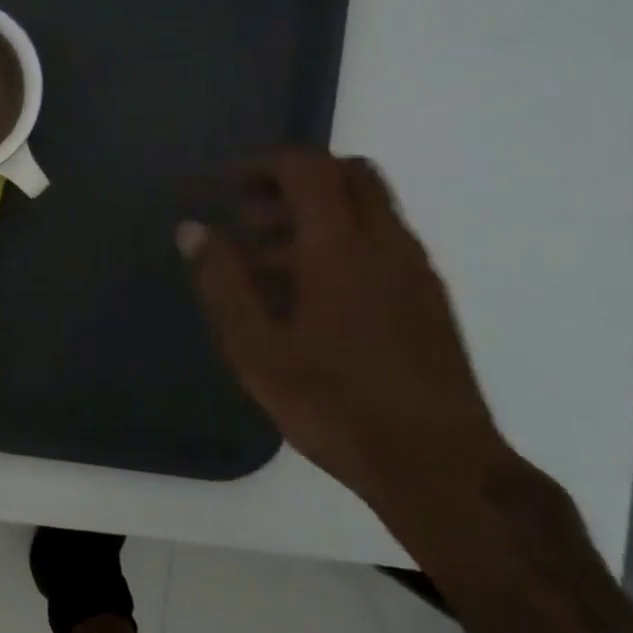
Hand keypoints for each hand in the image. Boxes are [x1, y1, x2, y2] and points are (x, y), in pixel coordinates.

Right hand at [178, 149, 507, 513]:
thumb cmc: (336, 407)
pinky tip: (308, 295)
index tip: (226, 186)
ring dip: (315, 214)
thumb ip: (223, 283)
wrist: (440, 468)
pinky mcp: (429, 298)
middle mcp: (386, 245)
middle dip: (294, 180)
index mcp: (341, 250)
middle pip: (348, 174)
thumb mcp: (257, 350)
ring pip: (367, 208)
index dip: (264, 164)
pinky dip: (340, 240)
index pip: (309, 169)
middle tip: (249, 215)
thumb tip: (192, 229)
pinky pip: (381, 241)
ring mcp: (415, 271)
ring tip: (264, 263)